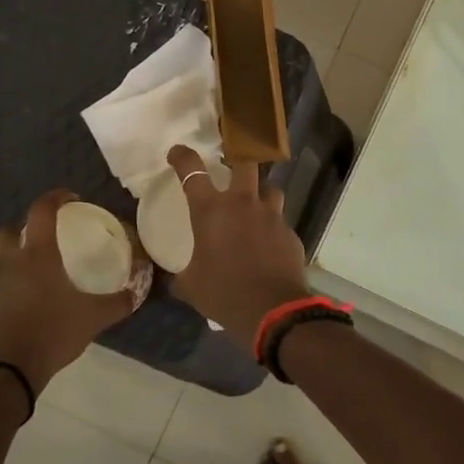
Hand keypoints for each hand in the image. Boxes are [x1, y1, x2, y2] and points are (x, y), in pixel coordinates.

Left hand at [0, 190, 137, 389]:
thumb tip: (138, 291)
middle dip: (23, 227)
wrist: (2, 375)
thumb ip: (118, 302)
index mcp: (37, 256)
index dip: (55, 197)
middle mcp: (10, 264)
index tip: (71, 198)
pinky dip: (13, 288)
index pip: (41, 211)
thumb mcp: (93, 318)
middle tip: (45, 236)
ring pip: (2, 261)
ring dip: (18, 259)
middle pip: (8, 231)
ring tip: (43, 276)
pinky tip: (31, 305)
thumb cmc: (50, 334)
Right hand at [166, 145, 310, 347]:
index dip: (183, 157)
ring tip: (255, 208)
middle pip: (244, 163)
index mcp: (211, 211)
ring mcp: (271, 216)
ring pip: (270, 189)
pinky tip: (269, 244)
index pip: (192, 171)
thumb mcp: (191, 286)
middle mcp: (242, 204)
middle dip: (237, 160)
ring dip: (261, 194)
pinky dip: (273, 227)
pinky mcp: (290, 233)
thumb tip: (173, 280)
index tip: (177, 153)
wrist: (272, 310)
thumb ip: (181, 276)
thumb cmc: (223, 293)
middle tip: (231, 168)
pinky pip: (280, 221)